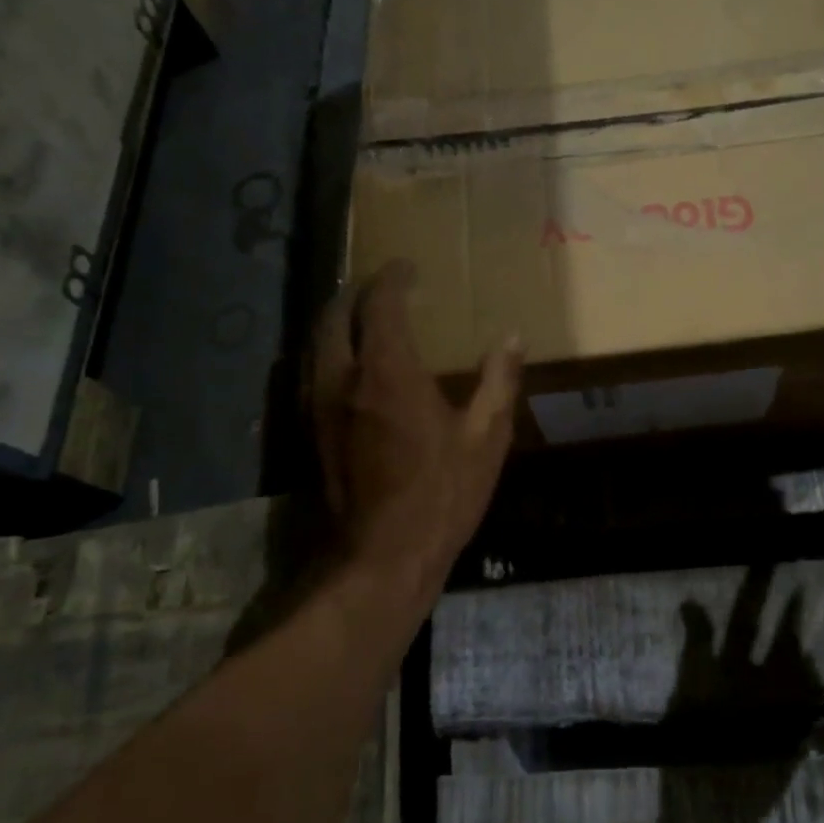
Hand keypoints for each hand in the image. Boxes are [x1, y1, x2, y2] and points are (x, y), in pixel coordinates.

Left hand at [309, 261, 522, 611]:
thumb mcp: (487, 438)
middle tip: (380, 285)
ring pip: (315, 343)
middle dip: (355, 292)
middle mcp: (343, 379)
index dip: (392, 279)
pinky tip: (349, 365)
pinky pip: (312, 371)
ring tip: (362, 316)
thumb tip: (512, 338)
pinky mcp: (311, 432)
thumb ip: (498, 381)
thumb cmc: (442, 494)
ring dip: (336, 320)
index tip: (406, 266)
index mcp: (389, 373)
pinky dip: (328, 351)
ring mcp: (320, 406)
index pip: (380, 305)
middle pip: (334, 316)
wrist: (383, 556)